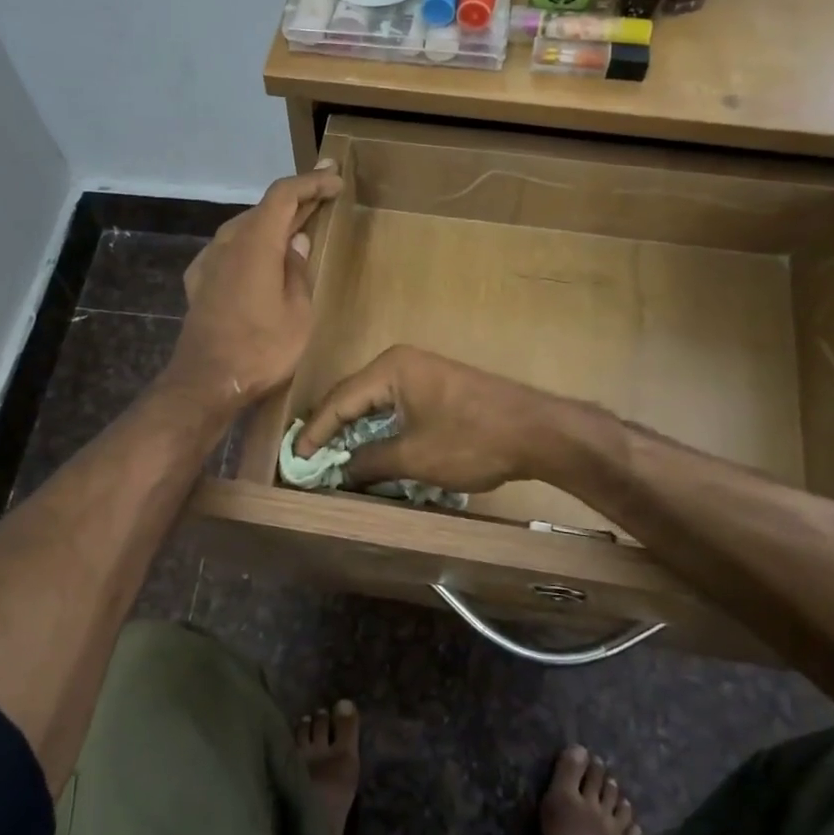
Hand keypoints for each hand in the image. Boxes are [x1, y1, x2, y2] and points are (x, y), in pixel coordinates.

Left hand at [167, 164, 343, 408]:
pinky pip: (230, 250)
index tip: (335, 179)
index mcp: (256, 242)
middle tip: (324, 194)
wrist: (206, 382)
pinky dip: (252, 245)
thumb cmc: (261, 349)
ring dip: (273, 223)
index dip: (311, 182)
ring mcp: (208, 261)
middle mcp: (227, 242)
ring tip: (299, 226)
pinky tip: (262, 258)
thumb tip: (296, 242)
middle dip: (296, 200)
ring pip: (245, 228)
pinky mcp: (199, 282)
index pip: (284, 194)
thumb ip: (297, 270)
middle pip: (264, 208)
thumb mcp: (298, 312)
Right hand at [294, 345, 564, 492]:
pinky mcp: (437, 388)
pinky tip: (370, 452)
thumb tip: (339, 472)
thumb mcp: (414, 456)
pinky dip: (379, 430)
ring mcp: (422, 373)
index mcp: (390, 368)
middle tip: (309, 462)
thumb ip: (369, 462)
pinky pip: (395, 407)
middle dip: (331, 431)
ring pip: (374, 404)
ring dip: (355, 433)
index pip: (339, 400)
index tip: (295, 462)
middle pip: (353, 397)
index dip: (315, 433)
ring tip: (332, 461)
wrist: (538, 432)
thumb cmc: (471, 440)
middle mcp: (401, 362)